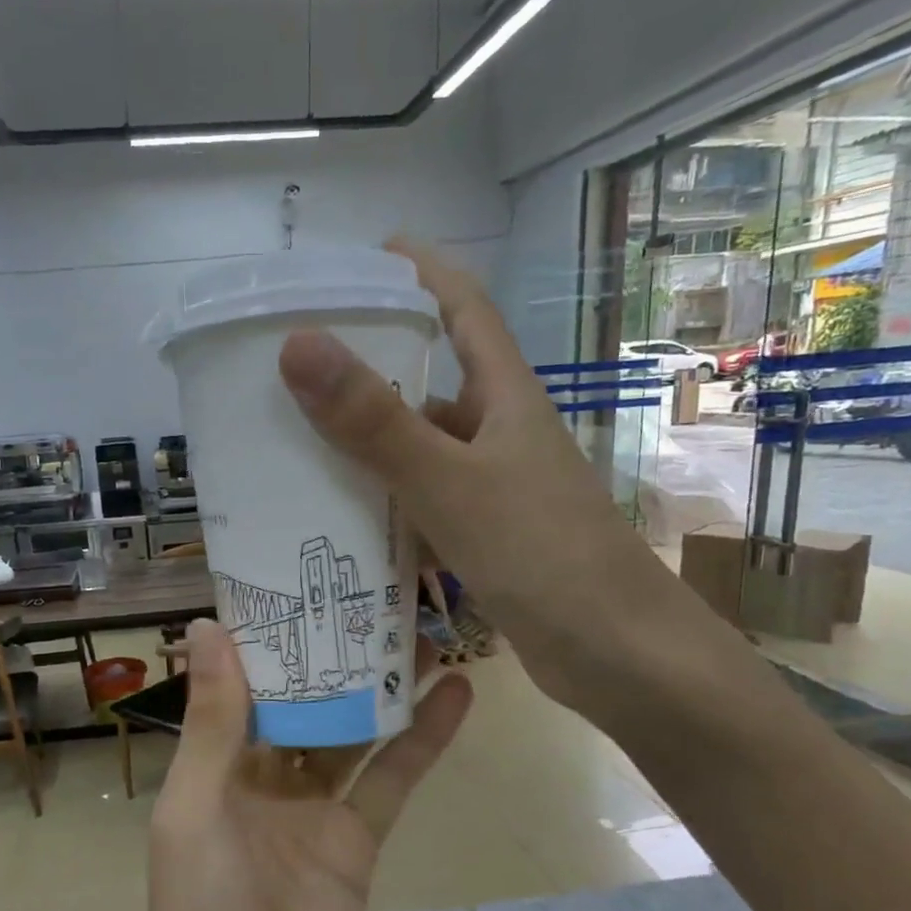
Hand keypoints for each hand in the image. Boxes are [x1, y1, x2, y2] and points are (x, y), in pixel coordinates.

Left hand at [141, 617, 471, 910]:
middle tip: (377, 594)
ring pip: (355, 732)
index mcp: (218, 760)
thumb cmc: (198, 910)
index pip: (247, 682)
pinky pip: (392, 781)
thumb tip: (207, 626)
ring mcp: (316, 807)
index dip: (272, 636)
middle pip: (307, 700)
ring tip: (424, 629)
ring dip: (384, 686)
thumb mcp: (196, 805)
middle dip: (336, 654)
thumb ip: (213, 721)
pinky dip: (422, 740)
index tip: (302, 580)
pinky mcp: (357, 842)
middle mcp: (266, 774)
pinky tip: (455, 695)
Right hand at [276, 239, 700, 726]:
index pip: (462, 308)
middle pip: (429, 380)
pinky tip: (338, 519)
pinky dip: (382, 505)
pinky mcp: (483, 539)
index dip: (419, 271)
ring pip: (419, 450)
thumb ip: (374, 421)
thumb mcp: (449, 482)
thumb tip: (298, 342)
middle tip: (295, 363)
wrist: (616, 655)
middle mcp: (499, 434)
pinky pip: (420, 506)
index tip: (362, 255)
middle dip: (369, 365)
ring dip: (367, 443)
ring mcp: (492, 489)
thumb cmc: (541, 555)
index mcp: (504, 398)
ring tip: (294, 440)